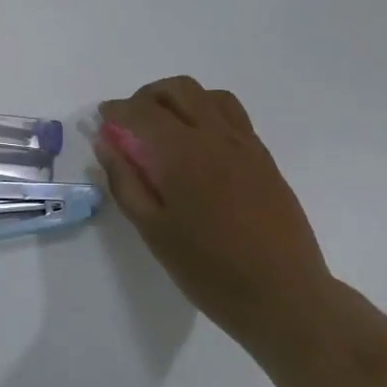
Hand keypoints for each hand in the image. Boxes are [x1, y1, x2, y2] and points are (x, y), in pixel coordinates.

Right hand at [95, 76, 331, 342]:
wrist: (283, 295)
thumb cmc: (208, 269)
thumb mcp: (153, 230)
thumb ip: (125, 181)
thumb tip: (106, 143)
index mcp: (184, 152)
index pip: (143, 111)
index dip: (117, 109)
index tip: (103, 118)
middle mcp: (216, 136)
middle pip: (179, 90)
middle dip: (148, 96)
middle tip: (131, 121)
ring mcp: (246, 145)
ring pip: (211, 96)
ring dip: (181, 99)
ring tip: (166, 126)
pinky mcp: (265, 159)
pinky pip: (233, 117)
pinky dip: (208, 113)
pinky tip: (199, 146)